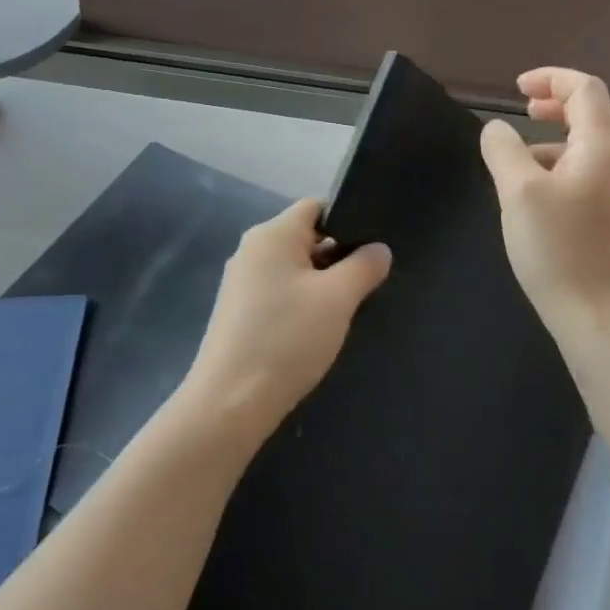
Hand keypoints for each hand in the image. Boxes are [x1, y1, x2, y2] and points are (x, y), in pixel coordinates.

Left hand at [183, 200, 391, 439]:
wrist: (231, 403)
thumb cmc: (287, 339)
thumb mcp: (338, 299)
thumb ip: (364, 266)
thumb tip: (378, 248)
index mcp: (272, 234)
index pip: (316, 207)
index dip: (347, 221)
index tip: (371, 251)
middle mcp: (251, 249)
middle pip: (305, 238)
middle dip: (336, 258)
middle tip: (364, 287)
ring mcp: (241, 282)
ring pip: (293, 269)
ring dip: (320, 285)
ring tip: (343, 313)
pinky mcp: (238, 312)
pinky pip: (278, 293)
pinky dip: (299, 304)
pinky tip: (313, 332)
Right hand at [479, 68, 609, 343]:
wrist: (601, 317)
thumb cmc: (559, 248)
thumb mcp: (518, 192)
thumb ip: (504, 151)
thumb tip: (496, 128)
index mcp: (601, 146)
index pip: (585, 89)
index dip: (551, 78)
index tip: (517, 89)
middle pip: (597, 112)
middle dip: (560, 102)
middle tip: (527, 110)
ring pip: (592, 145)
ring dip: (559, 136)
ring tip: (520, 156)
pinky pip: (589, 173)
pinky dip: (562, 164)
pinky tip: (534, 194)